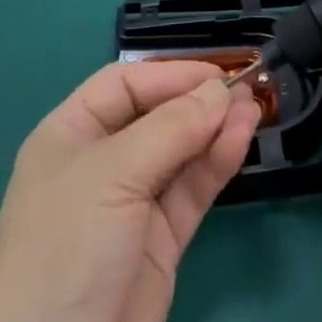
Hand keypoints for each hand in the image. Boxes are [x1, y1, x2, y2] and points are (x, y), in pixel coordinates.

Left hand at [0, 61, 260, 321]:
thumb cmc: (67, 249)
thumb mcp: (113, 173)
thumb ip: (171, 128)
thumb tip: (219, 91)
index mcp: (70, 134)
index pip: (124, 85)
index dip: (168, 74)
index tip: (216, 72)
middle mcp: (101, 163)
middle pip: (155, 116)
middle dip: (197, 101)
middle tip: (245, 89)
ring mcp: (131, 205)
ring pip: (179, 153)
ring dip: (214, 130)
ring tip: (254, 110)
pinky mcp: (159, 244)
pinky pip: (191, 191)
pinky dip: (216, 164)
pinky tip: (241, 141)